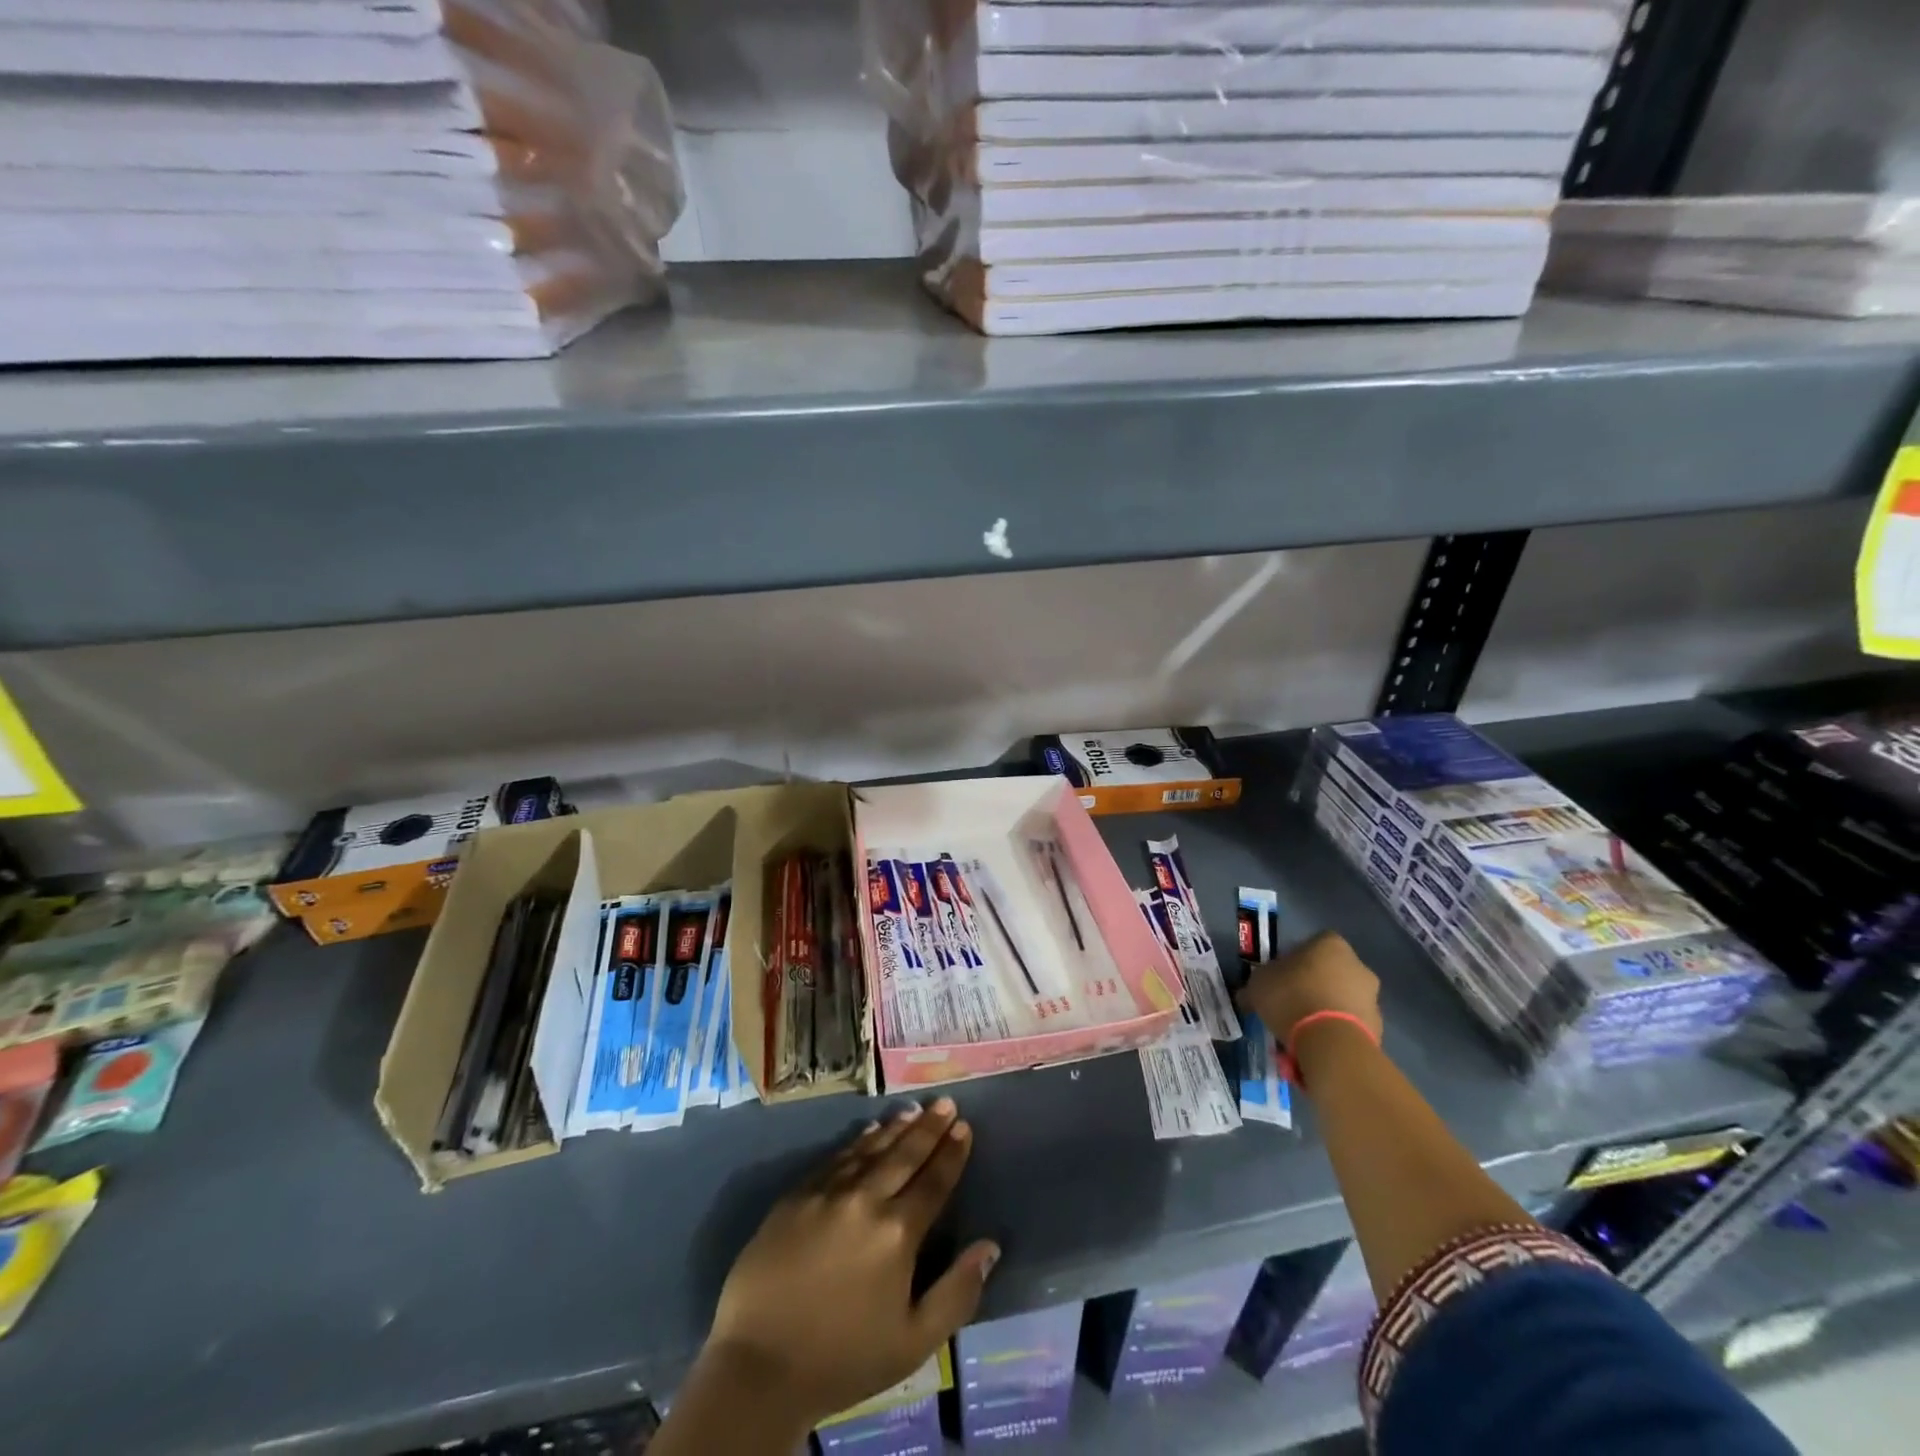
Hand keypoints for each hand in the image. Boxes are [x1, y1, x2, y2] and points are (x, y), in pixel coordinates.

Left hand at [704, 1098, 999, 1429]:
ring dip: (896, 1128)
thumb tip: (990, 1247)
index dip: (951, 1154)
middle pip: (904, 1155)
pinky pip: (835, 1158)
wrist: (758, 1366)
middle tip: (945, 1103)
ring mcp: (827, 1193)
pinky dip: (858, 1142)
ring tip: (914, 1110)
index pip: (933, 1182)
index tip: (964, 1127)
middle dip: (929, 1127)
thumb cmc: (843, 1359)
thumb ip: (957, 1293)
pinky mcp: (796, 1195)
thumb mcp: (913, 1343)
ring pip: (870, 1149)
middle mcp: (865, 1200)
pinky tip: (868, 1131)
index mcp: (897, 1234)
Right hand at [1240, 931, 1382, 1046]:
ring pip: (1342, 1000)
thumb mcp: (1257, 986)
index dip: (1296, 958)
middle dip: (1314, 986)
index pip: (1313, 943)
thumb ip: (1256, 986)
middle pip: (1331, 972)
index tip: (1281, 976)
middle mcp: (1358, 966)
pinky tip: (1316, 1046)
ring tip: (1301, 1031)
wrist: (1331, 1043)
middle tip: (1290, 1004)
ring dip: (1326, 1010)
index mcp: (1330, 945)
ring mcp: (1372, 999)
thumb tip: (1247, 996)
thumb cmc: (1291, 998)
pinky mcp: (1377, 1029)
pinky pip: (1350, 1025)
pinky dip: (1335, 1032)